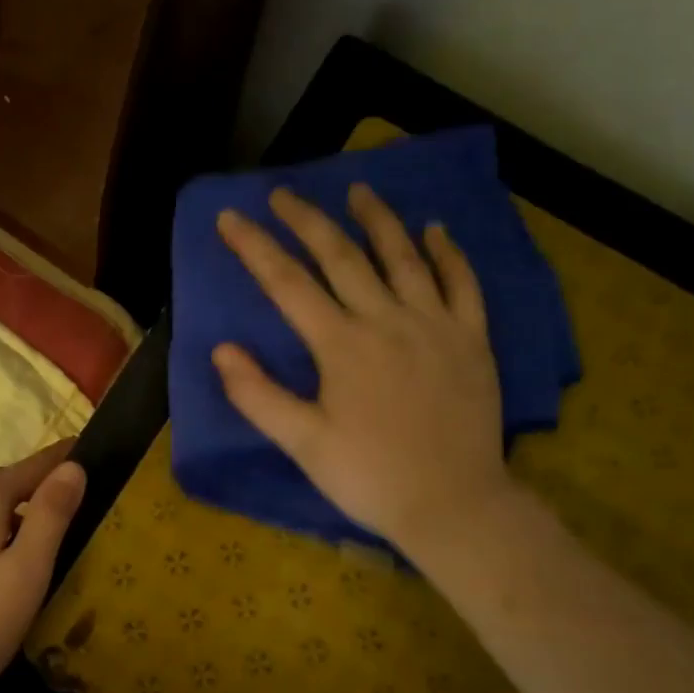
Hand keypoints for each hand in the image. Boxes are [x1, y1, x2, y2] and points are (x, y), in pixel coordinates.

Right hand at [213, 185, 515, 563]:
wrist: (453, 504)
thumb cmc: (369, 477)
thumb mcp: (302, 444)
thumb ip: (258, 395)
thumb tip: (222, 350)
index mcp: (341, 345)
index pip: (288, 283)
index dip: (255, 247)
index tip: (230, 216)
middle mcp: (387, 321)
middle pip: (341, 257)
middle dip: (308, 220)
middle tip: (283, 193)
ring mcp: (434, 326)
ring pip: (403, 258)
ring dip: (377, 220)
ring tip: (358, 188)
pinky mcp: (471, 340)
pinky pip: (462, 284)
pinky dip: (448, 253)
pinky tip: (436, 230)